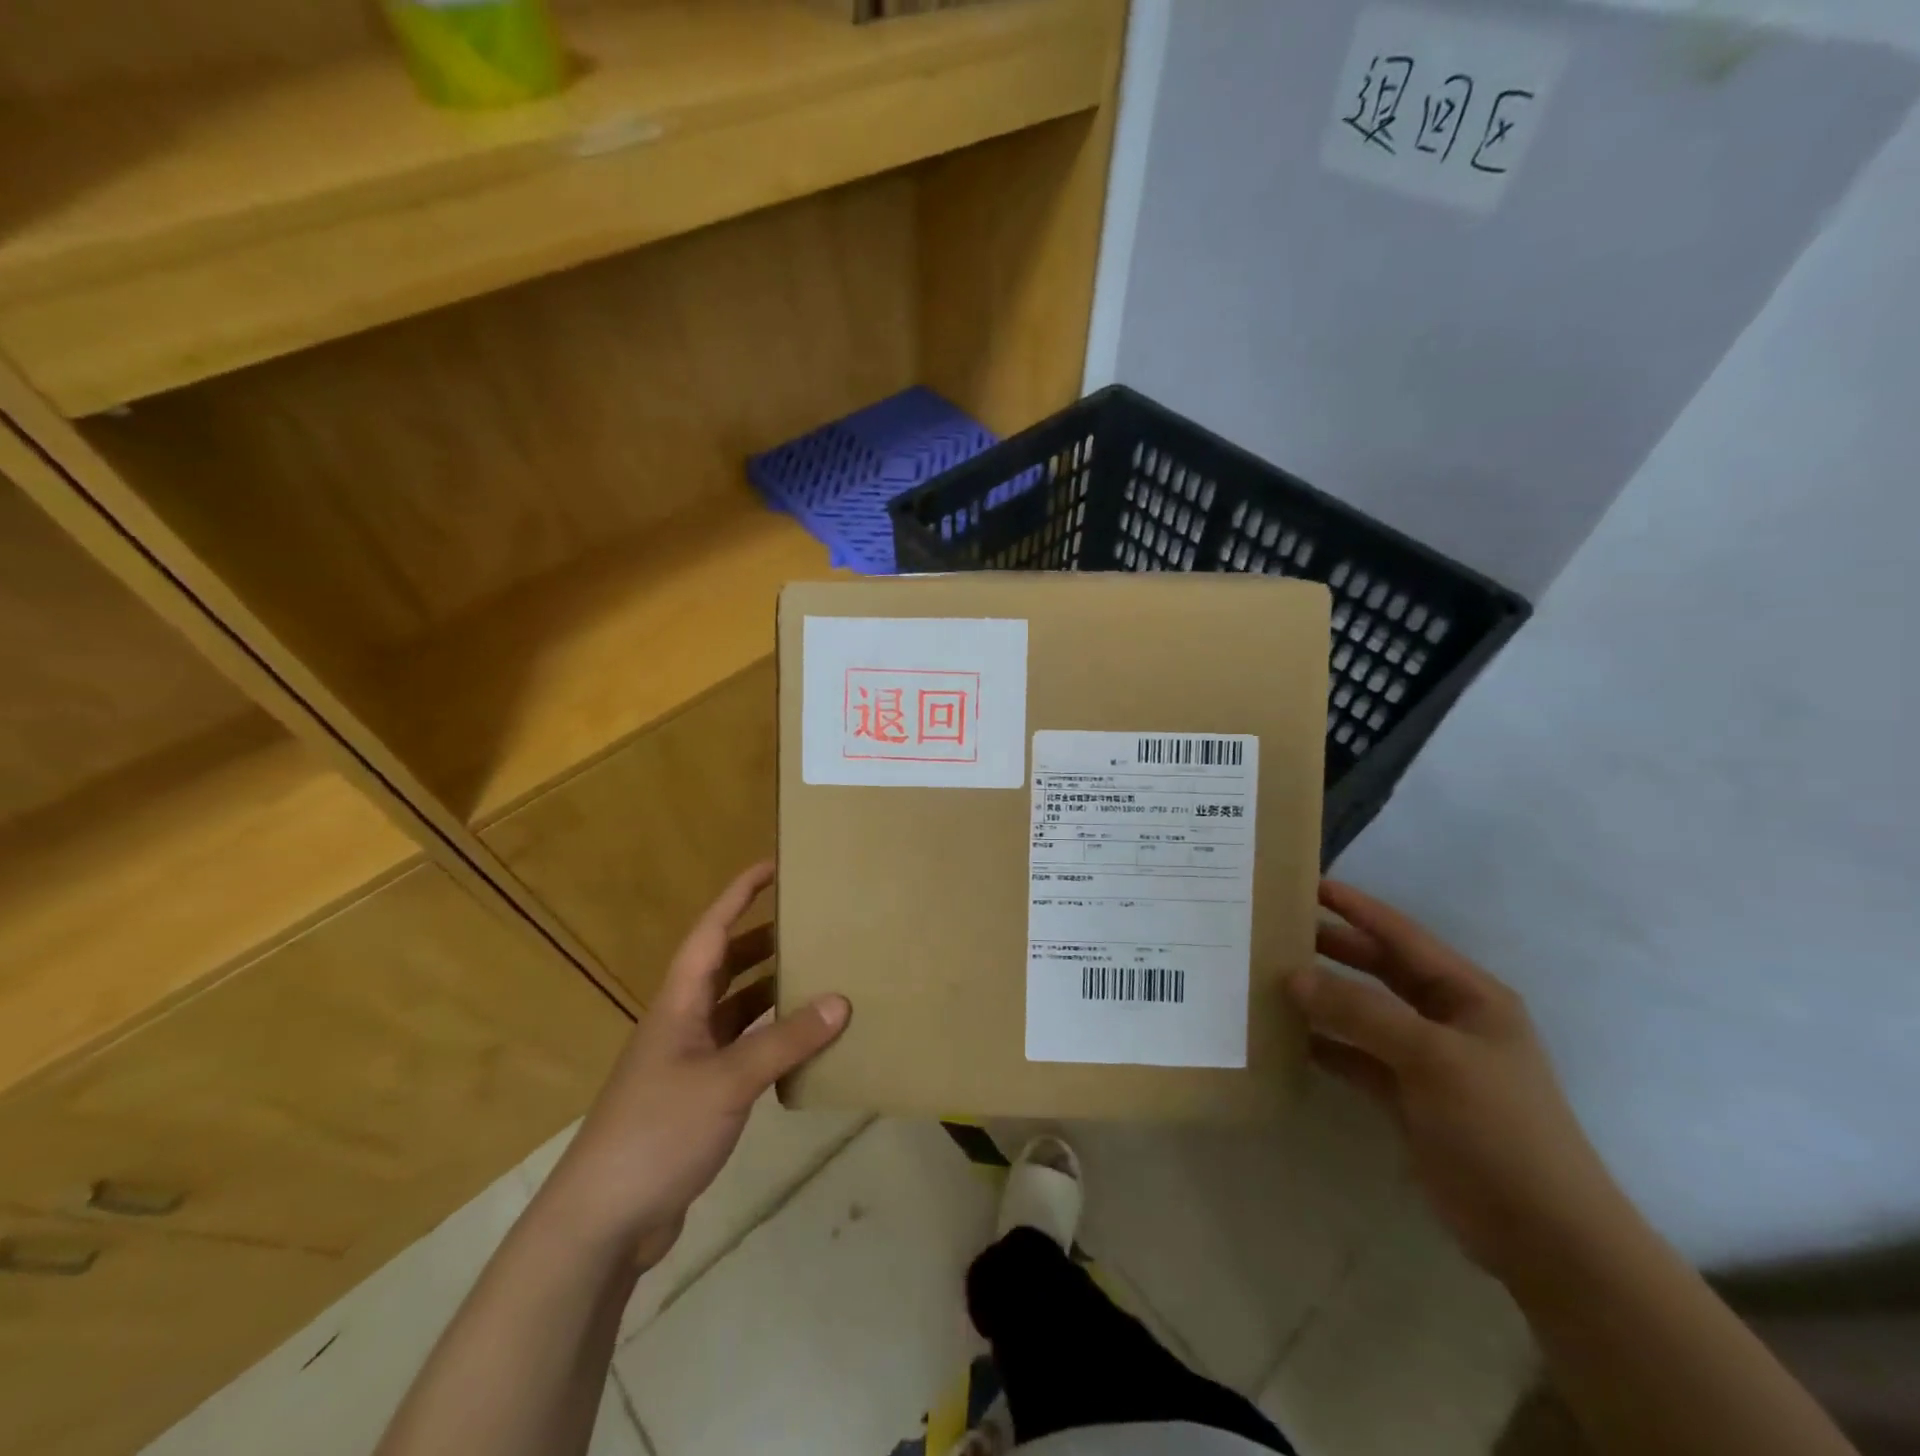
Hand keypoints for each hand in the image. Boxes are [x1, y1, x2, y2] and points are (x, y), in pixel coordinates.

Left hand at [537, 862, 849, 1269]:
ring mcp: (689, 1061)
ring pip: (737, 1008)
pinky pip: (743, 1050)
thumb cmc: (657, 1133)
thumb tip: (841, 1001)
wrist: (603, 1221)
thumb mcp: (727, 1082)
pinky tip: (803, 1044)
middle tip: (813, 923)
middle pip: (727, 965)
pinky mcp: (699, 1097)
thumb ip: (784, 1041)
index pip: (712, 932)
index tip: (773, 865)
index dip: (739, 895)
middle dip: (765, 939)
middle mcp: (683, 1022)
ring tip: (819, 975)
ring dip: (772, 990)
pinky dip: (771, 1038)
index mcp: (680, 1003)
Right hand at [1287, 880, 1623, 1281]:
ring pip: (1360, 1013)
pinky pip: (1354, 1056)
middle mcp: (1445, 1019)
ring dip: (1319, 997)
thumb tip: (1293, 976)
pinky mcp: (1405, 1097)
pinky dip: (1322, 1045)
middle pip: (1377, 969)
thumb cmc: (1499, 1128)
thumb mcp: (1432, 1058)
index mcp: (1467, 995)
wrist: (1544, 1238)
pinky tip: (1283, 1036)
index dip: (1356, 908)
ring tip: (1266, 975)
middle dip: (1330, 948)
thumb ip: (1360, 1011)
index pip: (1401, 936)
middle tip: (1274, 928)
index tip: (1306, 883)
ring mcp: (1424, 1059)